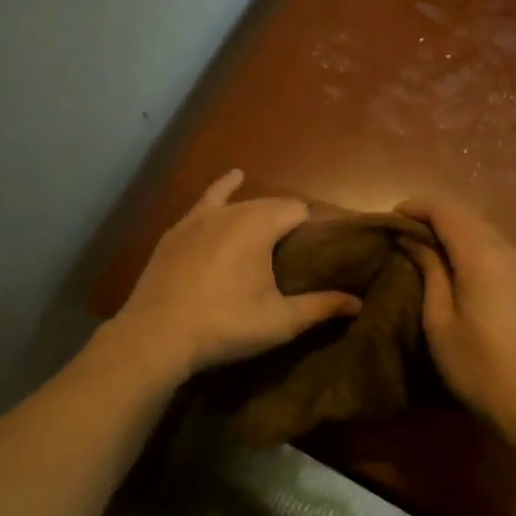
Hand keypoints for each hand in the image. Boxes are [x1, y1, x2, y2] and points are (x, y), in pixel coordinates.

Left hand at [109, 171, 361, 377]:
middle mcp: (231, 211)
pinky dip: (223, 190)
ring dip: (258, 211)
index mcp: (259, 226)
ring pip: (240, 202)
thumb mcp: (279, 321)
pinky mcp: (177, 230)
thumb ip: (321, 307)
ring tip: (271, 224)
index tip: (321, 247)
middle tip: (297, 250)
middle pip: (270, 205)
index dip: (313, 225)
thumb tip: (358, 303)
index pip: (298, 210)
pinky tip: (231, 180)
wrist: (156, 335)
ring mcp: (199, 217)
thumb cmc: (225, 325)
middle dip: (287, 220)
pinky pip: (206, 200)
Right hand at [397, 197, 515, 443]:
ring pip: (485, 233)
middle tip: (404, 232)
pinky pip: (498, 250)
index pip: (447, 212)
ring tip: (427, 248)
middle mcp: (508, 252)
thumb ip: (430, 272)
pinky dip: (473, 247)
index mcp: (481, 256)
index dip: (417, 207)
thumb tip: (414, 240)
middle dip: (435, 217)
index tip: (391, 217)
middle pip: (468, 218)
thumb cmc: (478, 366)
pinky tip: (459, 268)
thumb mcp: (440, 321)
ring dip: (455, 232)